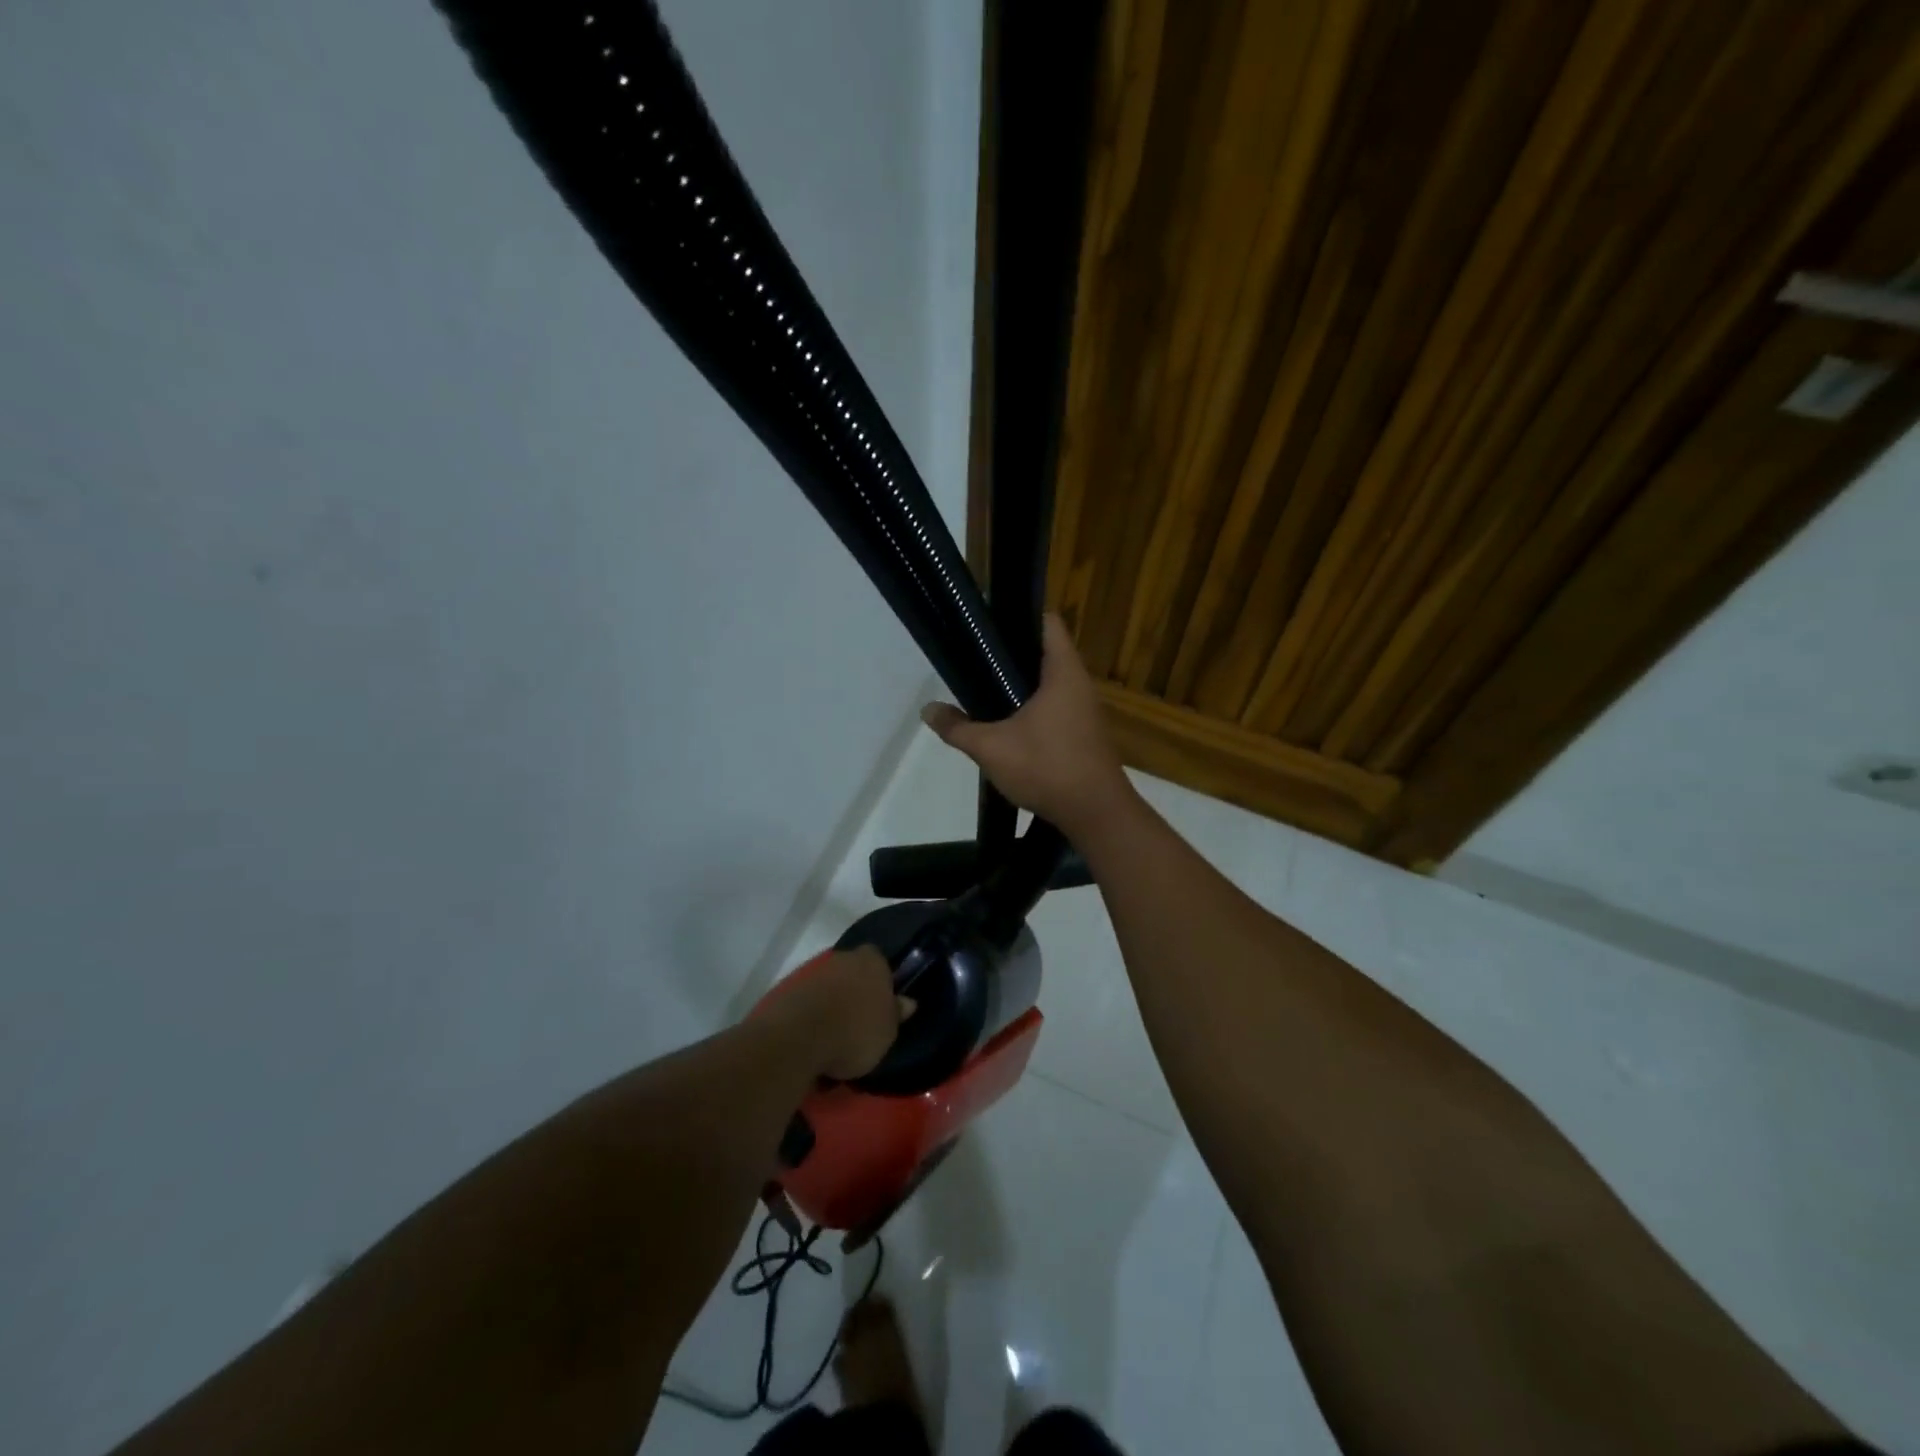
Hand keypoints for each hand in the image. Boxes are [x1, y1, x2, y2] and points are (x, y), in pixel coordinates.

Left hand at [776, 946, 906, 1081]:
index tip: (882, 1002)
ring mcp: (813, 972)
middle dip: (856, 988)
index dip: (882, 979)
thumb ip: (897, 1013)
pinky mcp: (789, 989)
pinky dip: (813, 1012)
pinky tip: (815, 1035)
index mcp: (872, 960)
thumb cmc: (856, 1032)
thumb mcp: (888, 1031)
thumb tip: (908, 1001)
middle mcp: (842, 957)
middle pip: (853, 969)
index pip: (880, 960)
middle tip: (861, 1016)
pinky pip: (809, 999)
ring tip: (836, 1031)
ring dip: (833, 1000)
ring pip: (830, 983)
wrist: (798, 1039)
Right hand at [921, 614, 1131, 836]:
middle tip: (978, 660)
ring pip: (1052, 684)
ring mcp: (1086, 711)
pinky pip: (1057, 708)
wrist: (1096, 814)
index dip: (1019, 616)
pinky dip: (1035, 709)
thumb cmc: (1047, 768)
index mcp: (1063, 673)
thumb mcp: (992, 748)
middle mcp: (1080, 684)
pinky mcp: (1086, 735)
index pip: (1047, 623)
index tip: (989, 625)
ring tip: (988, 692)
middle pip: (1046, 653)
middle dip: (1013, 655)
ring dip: (1024, 686)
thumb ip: (957, 728)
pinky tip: (1011, 726)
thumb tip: (927, 710)